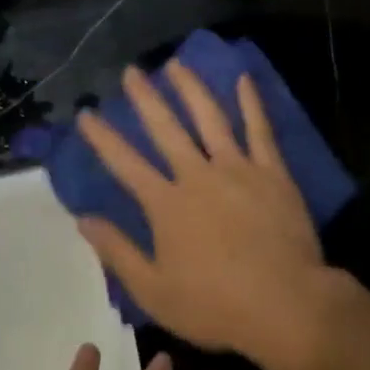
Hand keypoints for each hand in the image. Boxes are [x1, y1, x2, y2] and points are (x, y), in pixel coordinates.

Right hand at [76, 63, 337, 369]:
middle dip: (145, 99)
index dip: (103, 138)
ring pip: (210, 118)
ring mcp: (238, 169)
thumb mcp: (154, 290)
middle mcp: (198, 176)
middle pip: (166, 129)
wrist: (286, 304)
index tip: (87, 114)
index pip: (125, 163)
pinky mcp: (272, 173)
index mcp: (166, 205)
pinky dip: (251, 103)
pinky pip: (260, 130)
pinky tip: (243, 79)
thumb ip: (117, 252)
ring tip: (176, 64)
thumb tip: (83, 219)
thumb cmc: (215, 305)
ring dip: (191, 89)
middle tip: (132, 71)